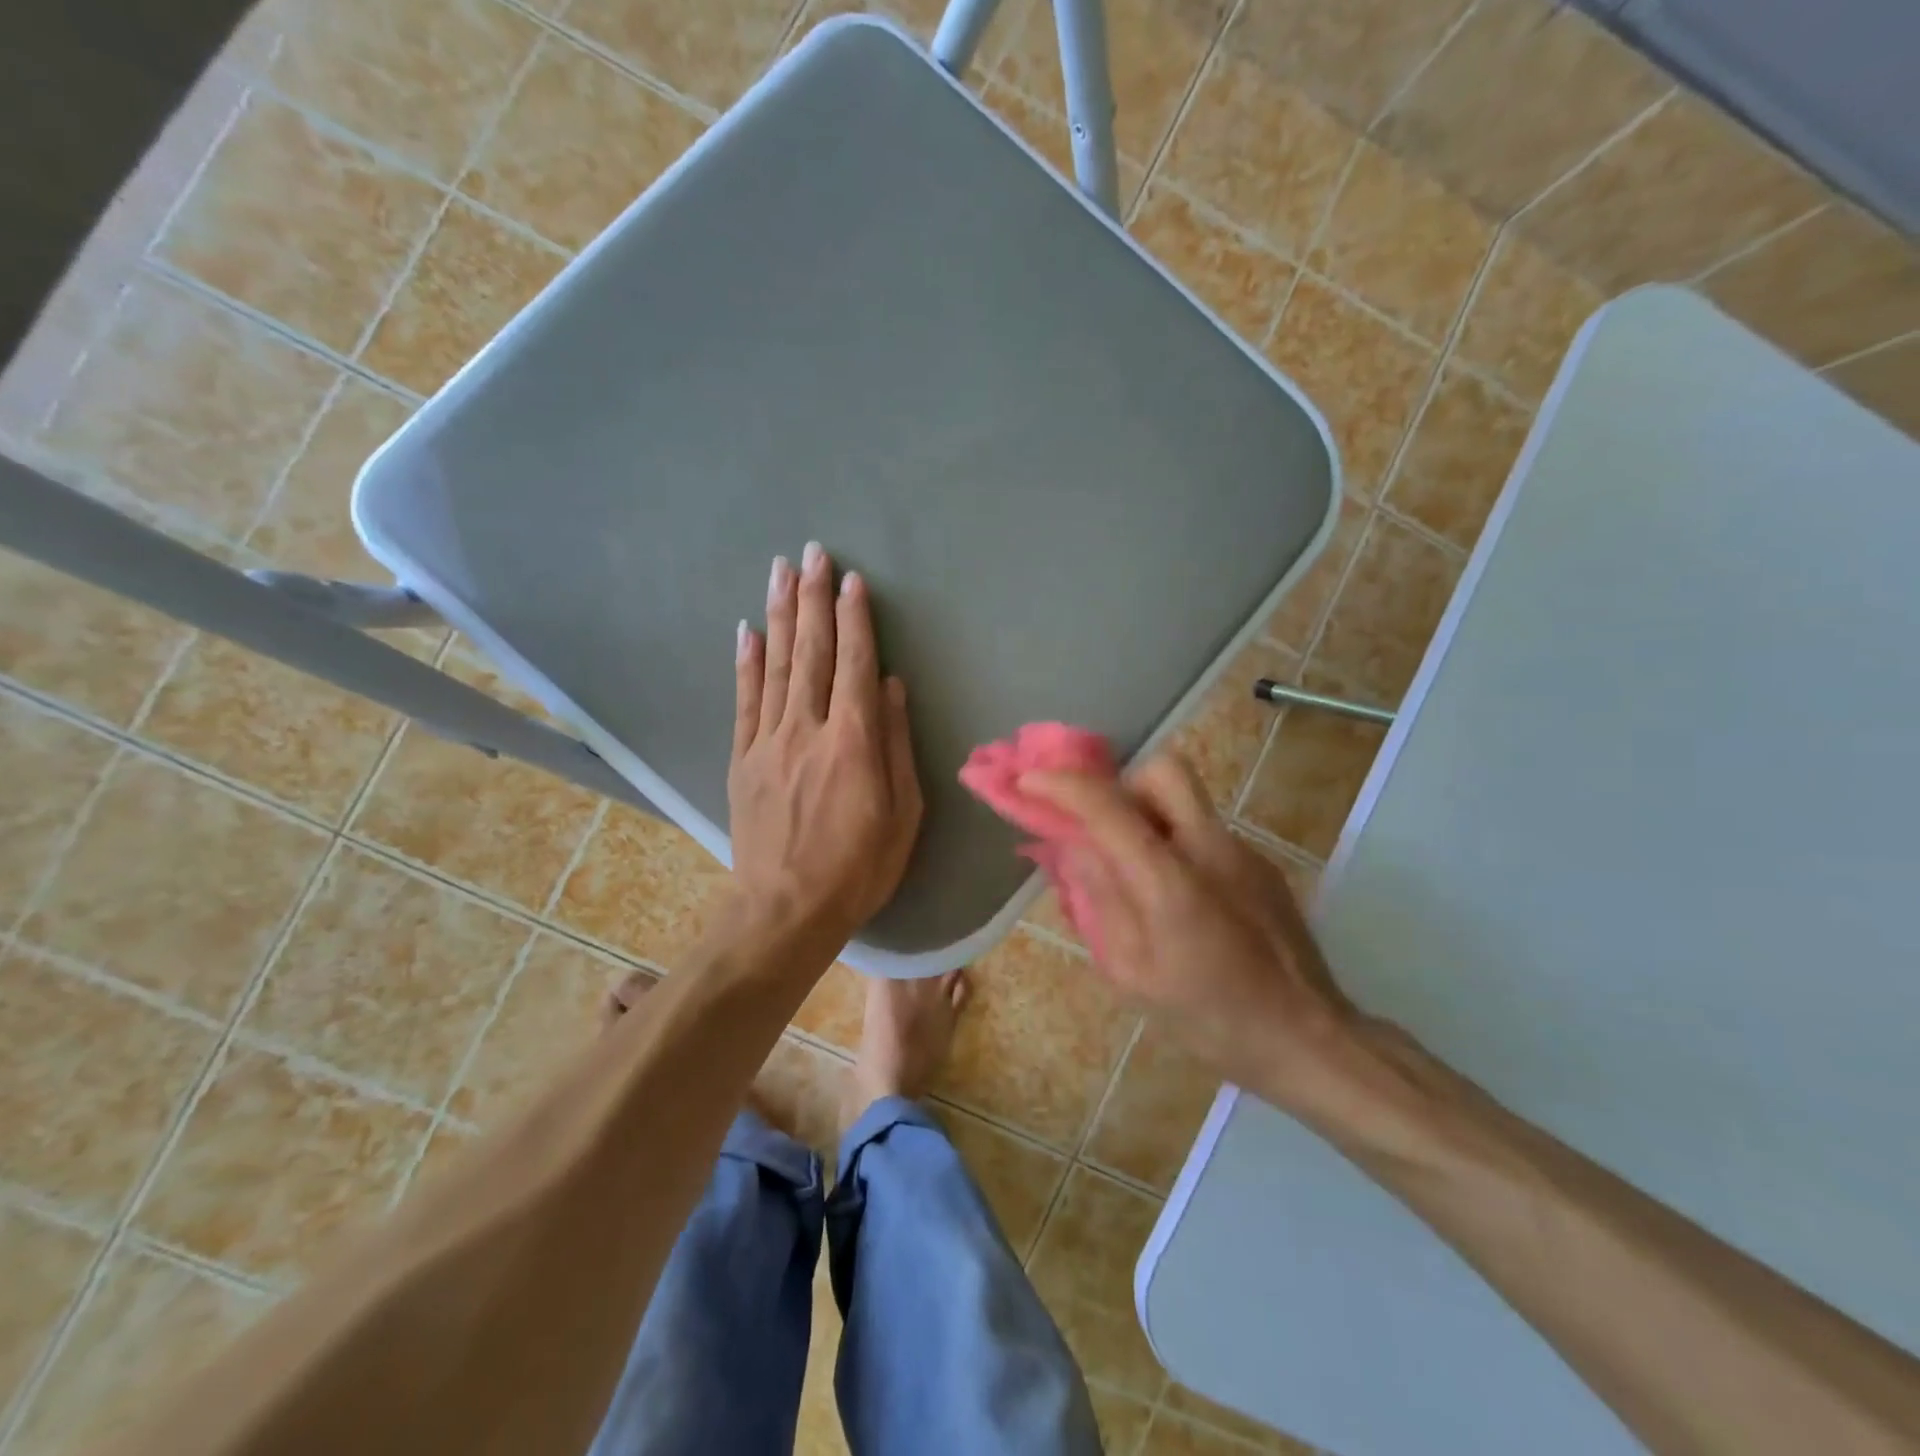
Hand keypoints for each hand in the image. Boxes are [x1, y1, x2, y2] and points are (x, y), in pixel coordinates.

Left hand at [729, 542, 922, 940]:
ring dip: (779, 614)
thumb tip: (892, 687)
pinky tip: (748, 630)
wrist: (786, 910)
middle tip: (813, 552)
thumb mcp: (904, 814)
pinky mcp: (744, 758)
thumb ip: (897, 745)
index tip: (852, 580)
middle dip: (814, 598)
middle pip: (812, 651)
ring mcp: (769, 741)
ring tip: (780, 570)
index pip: (855, 664)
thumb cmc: (859, 868)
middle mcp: (808, 729)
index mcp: (854, 742)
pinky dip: (747, 662)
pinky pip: (745, 700)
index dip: (855, 618)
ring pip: (776, 665)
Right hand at [1024, 755, 1367, 1121]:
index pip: (1108, 807)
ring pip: (1186, 798)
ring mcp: (1242, 851)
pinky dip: (1176, 841)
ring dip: (1148, 813)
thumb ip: (1098, 901)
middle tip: (1102, 824)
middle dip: (1120, 783)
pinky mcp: (1261, 864)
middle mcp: (1209, 848)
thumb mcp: (1131, 973)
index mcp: (1169, 880)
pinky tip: (1178, 896)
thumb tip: (1073, 849)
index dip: (1061, 785)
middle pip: (1161, 770)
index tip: (1028, 779)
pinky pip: (1205, 830)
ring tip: (1134, 864)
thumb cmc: (1208, 1018)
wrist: (1306, 1038)